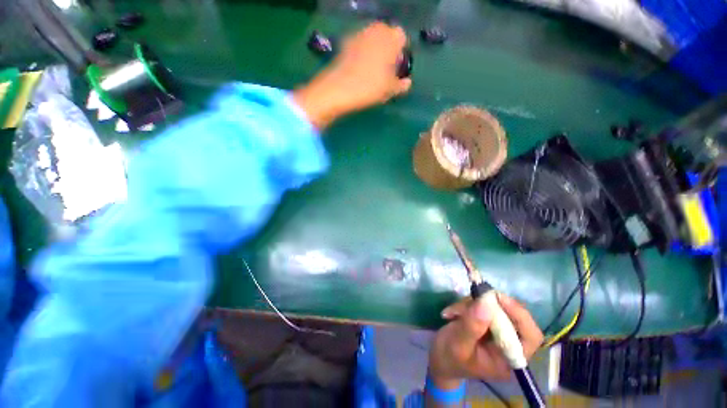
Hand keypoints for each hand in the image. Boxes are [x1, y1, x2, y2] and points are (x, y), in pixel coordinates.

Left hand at [292, 22, 411, 128]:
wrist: (339, 88)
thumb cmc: (370, 87)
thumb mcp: (389, 90)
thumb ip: (401, 85)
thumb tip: (407, 83)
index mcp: (391, 38)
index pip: (402, 37)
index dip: (401, 51)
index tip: (397, 67)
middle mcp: (375, 30)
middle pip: (386, 34)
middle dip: (388, 48)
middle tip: (385, 68)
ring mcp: (358, 34)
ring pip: (372, 38)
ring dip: (374, 49)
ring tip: (371, 70)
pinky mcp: (345, 42)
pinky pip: (358, 44)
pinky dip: (361, 52)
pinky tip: (358, 68)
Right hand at [428, 294, 542, 389]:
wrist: (439, 359)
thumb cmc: (449, 358)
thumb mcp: (458, 344)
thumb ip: (472, 326)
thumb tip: (486, 303)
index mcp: (509, 358)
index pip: (530, 336)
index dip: (520, 315)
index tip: (498, 298)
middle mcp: (508, 344)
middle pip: (512, 316)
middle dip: (488, 306)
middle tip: (467, 302)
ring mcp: (497, 331)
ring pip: (494, 307)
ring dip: (471, 304)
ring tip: (452, 313)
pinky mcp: (486, 321)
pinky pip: (482, 305)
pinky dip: (466, 304)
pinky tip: (452, 313)